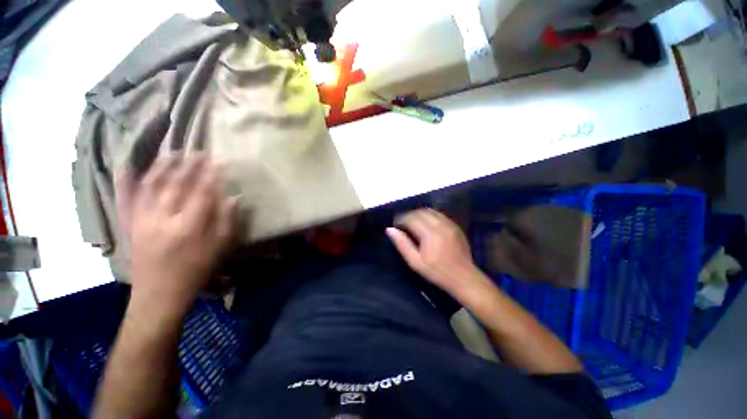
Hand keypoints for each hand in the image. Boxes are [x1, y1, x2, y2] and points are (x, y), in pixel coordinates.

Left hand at [117, 154, 237, 314]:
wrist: (158, 294)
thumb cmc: (195, 271)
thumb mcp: (218, 248)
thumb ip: (226, 221)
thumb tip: (233, 197)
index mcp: (188, 226)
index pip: (202, 192)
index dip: (211, 174)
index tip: (219, 160)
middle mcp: (162, 218)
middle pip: (176, 184)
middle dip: (188, 165)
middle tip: (198, 151)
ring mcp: (141, 220)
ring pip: (150, 186)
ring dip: (162, 167)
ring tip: (172, 153)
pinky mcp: (129, 225)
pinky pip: (126, 199)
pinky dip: (125, 182)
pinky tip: (126, 167)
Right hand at [386, 209, 483, 300]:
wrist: (464, 278)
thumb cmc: (437, 272)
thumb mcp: (415, 262)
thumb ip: (402, 244)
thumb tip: (390, 230)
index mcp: (430, 234)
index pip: (411, 219)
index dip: (401, 219)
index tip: (395, 225)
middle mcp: (440, 224)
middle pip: (420, 212)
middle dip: (409, 215)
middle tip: (402, 223)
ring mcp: (449, 224)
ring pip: (430, 211)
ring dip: (418, 214)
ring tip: (412, 222)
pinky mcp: (455, 226)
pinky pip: (439, 214)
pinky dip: (429, 215)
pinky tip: (425, 223)